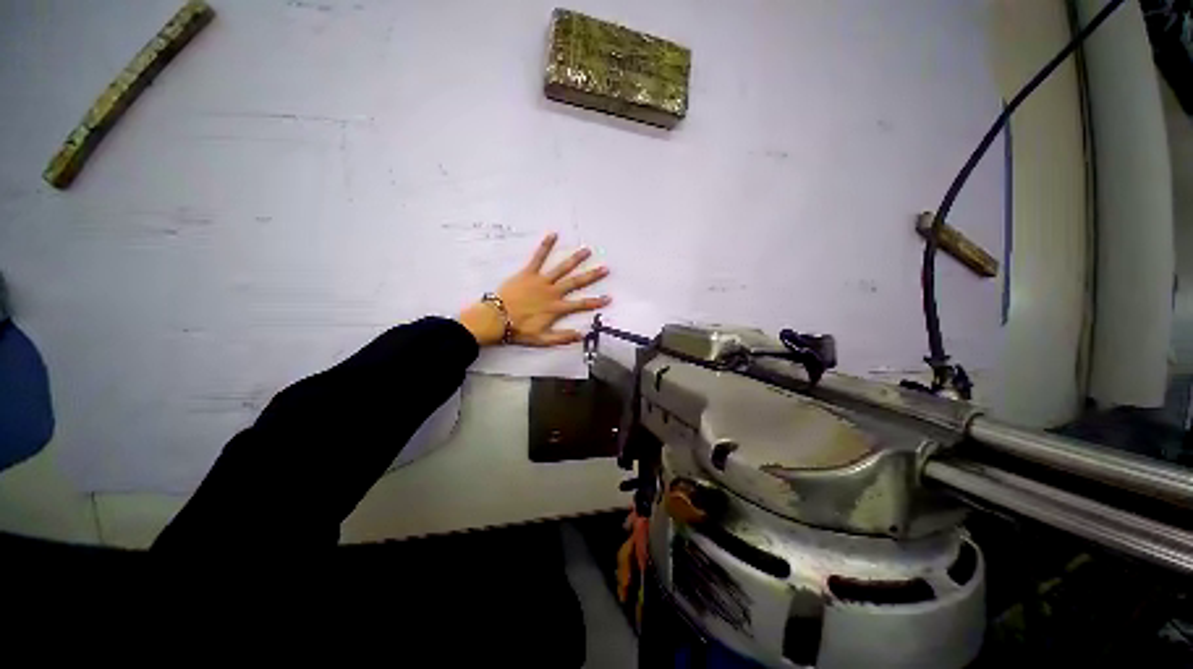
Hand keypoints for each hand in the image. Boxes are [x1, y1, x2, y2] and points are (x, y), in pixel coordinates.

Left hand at [458, 233, 610, 346]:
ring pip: (561, 268)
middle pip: (575, 282)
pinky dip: (545, 246)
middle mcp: (552, 292)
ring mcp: (541, 281)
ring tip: (586, 250)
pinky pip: (538, 258)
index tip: (608, 298)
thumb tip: (581, 335)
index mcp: (556, 308)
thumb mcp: (542, 340)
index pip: (581, 305)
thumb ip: (562, 337)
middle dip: (591, 276)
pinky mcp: (528, 273)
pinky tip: (553, 234)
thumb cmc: (519, 330)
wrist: (496, 319)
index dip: (595, 302)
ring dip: (575, 259)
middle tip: (604, 268)